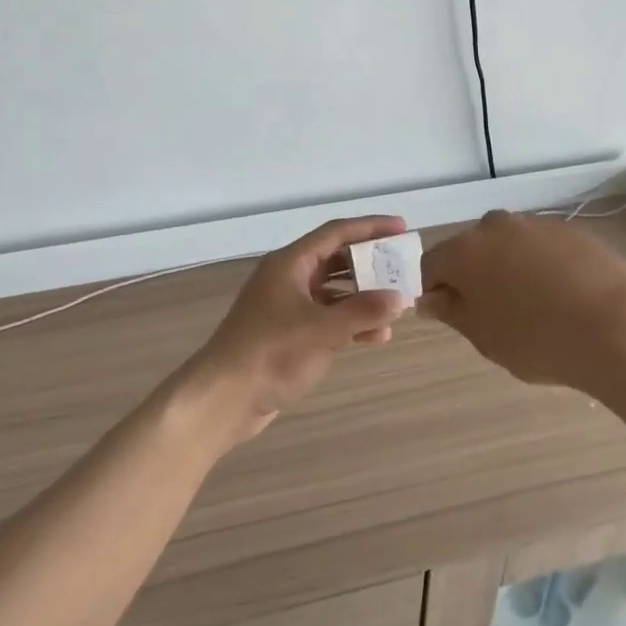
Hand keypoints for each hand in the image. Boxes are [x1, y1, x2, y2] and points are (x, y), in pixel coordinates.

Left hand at [176, 216, 413, 447]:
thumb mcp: (323, 330)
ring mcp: (287, 308)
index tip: (402, 228)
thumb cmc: (271, 352)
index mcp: (290, 263)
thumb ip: (364, 312)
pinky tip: (377, 337)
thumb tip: (401, 298)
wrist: (223, 398)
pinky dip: (351, 324)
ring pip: (334, 293)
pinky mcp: (288, 335)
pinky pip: (328, 319)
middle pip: (336, 261)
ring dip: (364, 298)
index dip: (370, 227)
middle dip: (370, 265)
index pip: (336, 233)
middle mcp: (288, 278)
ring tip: (397, 306)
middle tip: (403, 269)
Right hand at [420, 210, 625, 399]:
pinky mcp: (570, 229)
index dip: (435, 291)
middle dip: (473, 276)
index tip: (451, 315)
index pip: (430, 265)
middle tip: (493, 315)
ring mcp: (536, 224)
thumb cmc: (539, 339)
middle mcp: (496, 226)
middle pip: (470, 249)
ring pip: (508, 245)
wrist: (618, 327)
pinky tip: (563, 297)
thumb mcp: (485, 337)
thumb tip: (430, 298)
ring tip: (534, 307)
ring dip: (509, 268)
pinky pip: (541, 246)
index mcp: (465, 251)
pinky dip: (542, 266)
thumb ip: (452, 311)